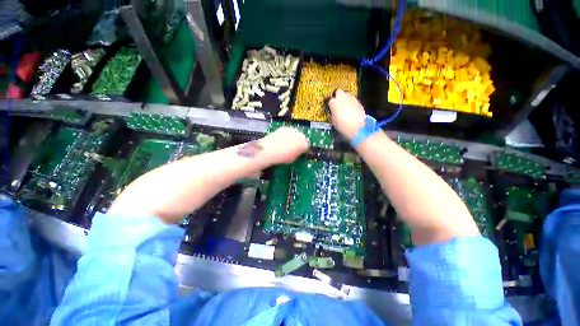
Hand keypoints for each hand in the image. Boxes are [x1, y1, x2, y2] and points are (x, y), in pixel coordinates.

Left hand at [262, 127, 308, 163]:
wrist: (270, 150)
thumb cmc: (281, 156)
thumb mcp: (293, 159)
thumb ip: (297, 154)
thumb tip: (297, 152)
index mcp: (304, 144)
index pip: (307, 146)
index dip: (303, 149)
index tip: (300, 151)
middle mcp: (299, 136)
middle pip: (302, 138)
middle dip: (299, 142)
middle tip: (294, 148)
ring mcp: (292, 130)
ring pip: (295, 133)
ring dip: (293, 137)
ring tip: (286, 144)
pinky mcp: (284, 128)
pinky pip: (287, 131)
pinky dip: (285, 135)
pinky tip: (281, 140)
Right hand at [328, 89, 366, 139]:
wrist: (356, 127)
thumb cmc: (343, 125)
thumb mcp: (333, 121)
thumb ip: (333, 114)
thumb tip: (333, 113)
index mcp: (333, 102)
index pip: (330, 100)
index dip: (330, 105)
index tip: (331, 109)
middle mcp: (342, 97)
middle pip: (338, 92)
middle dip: (338, 97)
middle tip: (337, 104)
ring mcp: (351, 98)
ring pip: (346, 95)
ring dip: (345, 99)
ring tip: (345, 108)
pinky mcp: (358, 101)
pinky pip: (352, 100)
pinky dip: (351, 103)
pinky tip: (351, 110)